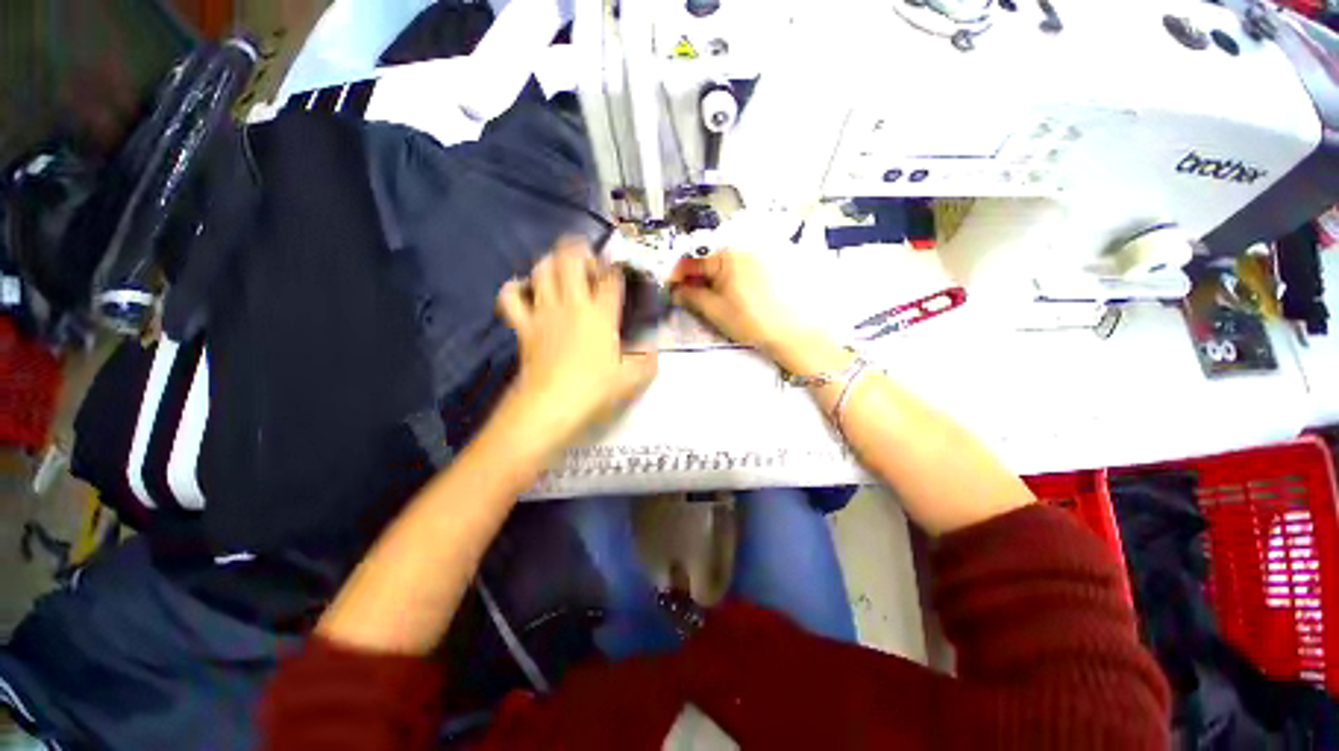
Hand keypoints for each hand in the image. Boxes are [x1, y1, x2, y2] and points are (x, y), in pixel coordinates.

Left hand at [496, 238, 657, 450]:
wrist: (552, 405)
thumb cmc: (595, 390)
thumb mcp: (633, 379)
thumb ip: (648, 362)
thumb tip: (653, 351)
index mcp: (601, 314)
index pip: (611, 278)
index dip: (616, 270)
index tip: (618, 274)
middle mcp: (572, 304)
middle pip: (570, 258)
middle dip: (579, 250)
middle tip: (588, 263)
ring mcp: (544, 312)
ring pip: (541, 269)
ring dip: (551, 262)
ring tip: (560, 271)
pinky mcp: (523, 325)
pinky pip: (510, 297)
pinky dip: (514, 288)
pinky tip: (524, 290)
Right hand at [669, 250, 810, 359]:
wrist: (796, 332)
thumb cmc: (752, 321)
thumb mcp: (715, 311)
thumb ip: (690, 297)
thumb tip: (676, 290)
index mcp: (727, 254)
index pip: (692, 261)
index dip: (677, 276)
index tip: (670, 289)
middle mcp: (745, 245)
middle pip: (710, 259)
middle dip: (697, 277)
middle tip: (690, 298)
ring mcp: (762, 251)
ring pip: (728, 263)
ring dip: (715, 278)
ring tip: (713, 299)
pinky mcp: (776, 261)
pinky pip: (745, 266)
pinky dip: (733, 278)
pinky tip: (735, 295)